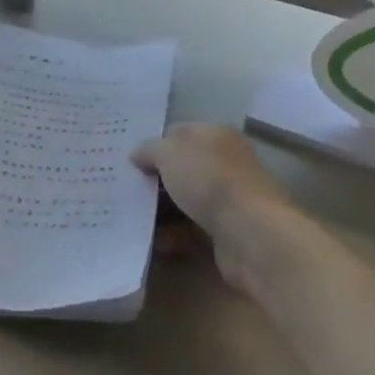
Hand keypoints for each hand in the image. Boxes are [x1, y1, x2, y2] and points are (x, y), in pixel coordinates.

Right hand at [133, 123, 280, 244]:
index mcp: (215, 135)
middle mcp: (224, 163)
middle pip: (180, 170)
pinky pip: (191, 231)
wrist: (251, 232)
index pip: (177, 133)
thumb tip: (137, 156)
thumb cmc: (209, 179)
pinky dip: (173, 236)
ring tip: (133, 219)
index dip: (153, 145)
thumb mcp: (169, 152)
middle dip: (153, 181)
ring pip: (183, 202)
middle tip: (124, 190)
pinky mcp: (226, 231)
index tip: (128, 161)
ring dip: (160, 212)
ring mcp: (227, 199)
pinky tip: (155, 242)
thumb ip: (149, 150)